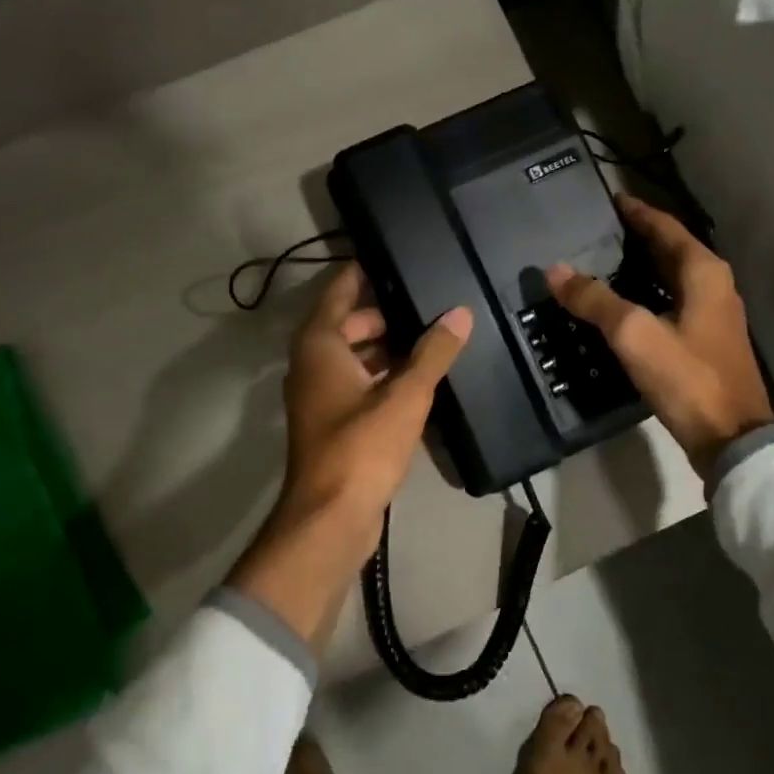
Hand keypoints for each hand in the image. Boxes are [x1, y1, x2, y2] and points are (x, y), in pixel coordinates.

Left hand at [229, 263, 472, 648]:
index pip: (339, 292)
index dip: (362, 272)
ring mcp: (320, 396)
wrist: (331, 518)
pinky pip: (359, 384)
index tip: (391, 255)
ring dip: (387, 347)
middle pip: (348, 325)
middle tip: (428, 301)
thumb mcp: (405, 396)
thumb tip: (460, 313)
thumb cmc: (362, 447)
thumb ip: (433, 353)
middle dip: (385, 314)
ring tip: (432, 336)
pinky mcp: (333, 423)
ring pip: (354, 357)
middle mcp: (313, 365)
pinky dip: (383, 376)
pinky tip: (419, 378)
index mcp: (320, 346)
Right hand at [547, 197, 773, 477]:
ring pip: (671, 278)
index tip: (608, 200)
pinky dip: (646, 296)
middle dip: (635, 238)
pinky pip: (671, 303)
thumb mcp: (634, 334)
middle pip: (670, 250)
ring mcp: (712, 315)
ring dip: (640, 268)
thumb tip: (555, 271)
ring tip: (600, 264)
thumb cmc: (686, 377)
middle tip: (595, 232)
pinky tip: (621, 307)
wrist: (731, 437)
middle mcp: (713, 285)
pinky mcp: (705, 342)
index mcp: (703, 272)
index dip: (636, 212)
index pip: (664, 227)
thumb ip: (595, 300)